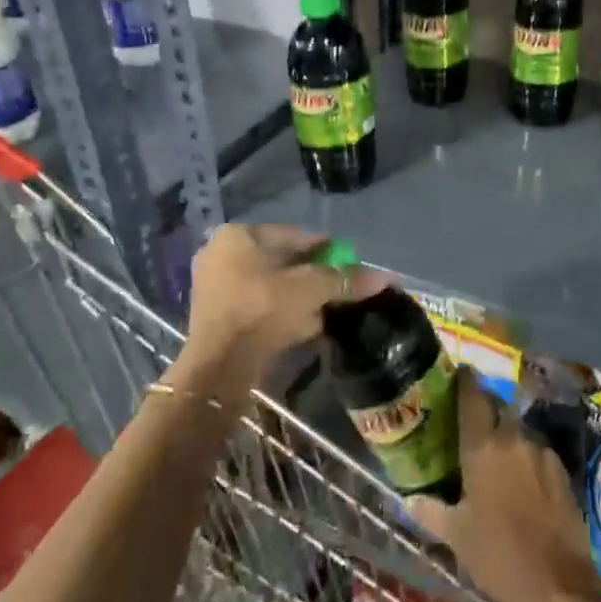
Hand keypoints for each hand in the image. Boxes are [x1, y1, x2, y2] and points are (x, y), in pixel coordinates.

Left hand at [174, 225, 389, 398]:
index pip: (293, 234)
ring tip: (327, 310)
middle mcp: (221, 254)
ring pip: (271, 287)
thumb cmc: (262, 309)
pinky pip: (259, 307)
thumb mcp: (310, 289)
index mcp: (238, 235)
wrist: (220, 366)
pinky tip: (306, 327)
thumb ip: (345, 280)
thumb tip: (385, 276)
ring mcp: (215, 287)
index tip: (349, 262)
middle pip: (281, 261)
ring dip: (300, 298)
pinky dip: (282, 314)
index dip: (326, 248)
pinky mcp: (217, 318)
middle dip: (312, 275)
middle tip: (339, 288)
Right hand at [410, 372, 600, 601]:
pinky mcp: (562, 472)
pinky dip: (526, 457)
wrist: (558, 585)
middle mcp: (514, 438)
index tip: (458, 373)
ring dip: (506, 434)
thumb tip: (408, 499)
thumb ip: (431, 511)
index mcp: (483, 446)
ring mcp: (542, 453)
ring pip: (520, 430)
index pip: (473, 396)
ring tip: (494, 455)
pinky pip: (538, 452)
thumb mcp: (456, 535)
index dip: (465, 381)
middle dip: (486, 408)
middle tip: (470, 422)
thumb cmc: (497, 555)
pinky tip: (521, 480)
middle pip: (499, 408)